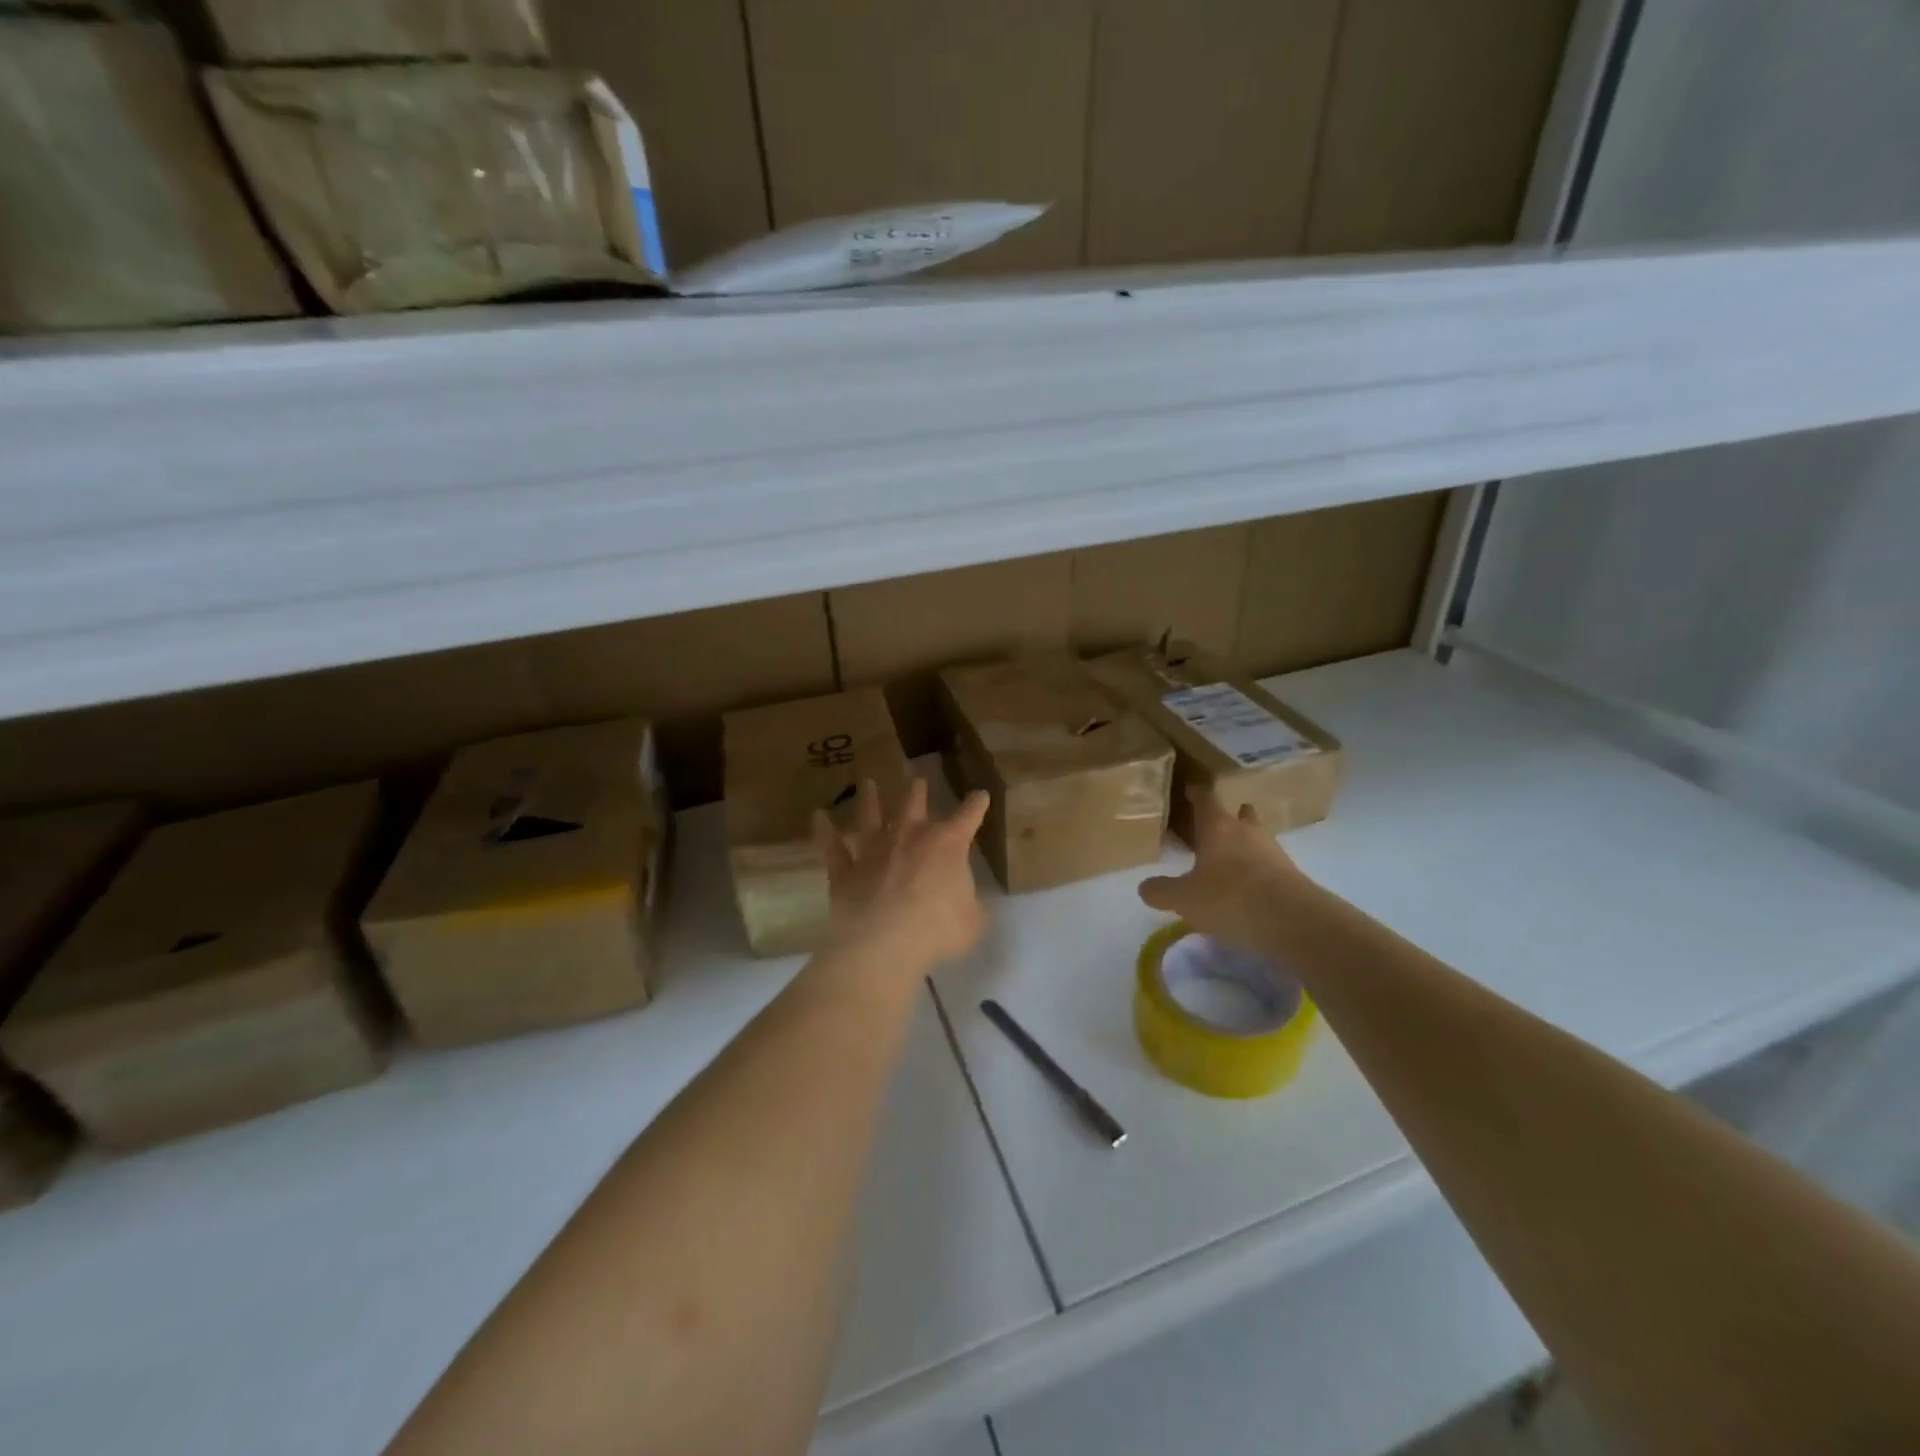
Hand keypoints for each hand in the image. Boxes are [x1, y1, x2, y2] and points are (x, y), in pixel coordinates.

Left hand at [812, 777, 991, 973]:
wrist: (883, 944)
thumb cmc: (937, 930)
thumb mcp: (972, 921)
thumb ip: (970, 904)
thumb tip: (966, 900)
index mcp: (946, 845)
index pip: (968, 817)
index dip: (976, 805)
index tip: (980, 795)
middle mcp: (908, 837)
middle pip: (913, 806)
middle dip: (917, 791)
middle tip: (917, 779)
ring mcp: (873, 851)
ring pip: (870, 817)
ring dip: (869, 798)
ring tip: (867, 782)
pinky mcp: (845, 870)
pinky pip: (832, 846)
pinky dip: (824, 830)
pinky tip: (817, 815)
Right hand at [1138, 789, 1309, 954]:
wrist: (1293, 921)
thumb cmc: (1230, 898)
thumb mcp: (1184, 899)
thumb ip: (1161, 891)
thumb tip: (1145, 887)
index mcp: (1218, 826)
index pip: (1205, 798)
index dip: (1195, 793)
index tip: (1188, 789)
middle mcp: (1247, 831)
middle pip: (1238, 814)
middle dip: (1227, 817)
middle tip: (1210, 828)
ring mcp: (1273, 851)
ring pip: (1255, 838)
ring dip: (1243, 845)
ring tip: (1226, 862)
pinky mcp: (1291, 875)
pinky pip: (1268, 864)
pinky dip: (1256, 870)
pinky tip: (1246, 888)